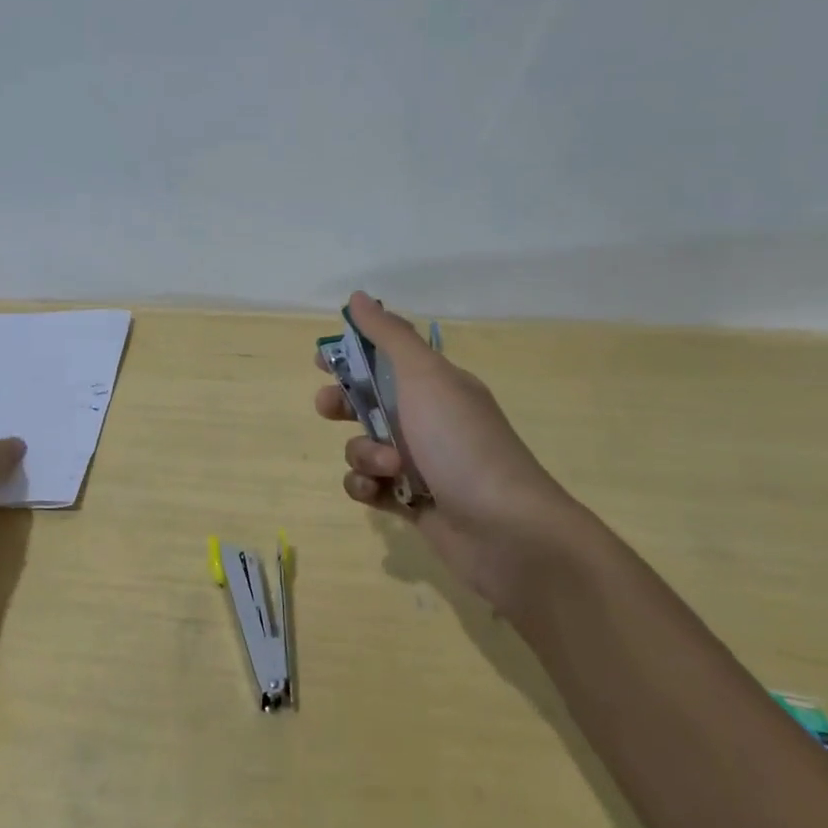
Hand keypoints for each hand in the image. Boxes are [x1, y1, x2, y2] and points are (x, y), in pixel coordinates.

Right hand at [315, 291, 585, 606]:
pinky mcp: (411, 502)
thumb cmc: (462, 442)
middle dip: (342, 404)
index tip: (321, 360)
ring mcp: (419, 464)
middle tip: (328, 408)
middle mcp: (427, 420)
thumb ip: (389, 337)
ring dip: (363, 453)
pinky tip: (378, 493)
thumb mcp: (425, 377)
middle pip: (368, 403)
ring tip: (388, 467)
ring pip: (364, 447)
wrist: (506, 530)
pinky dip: (367, 487)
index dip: (352, 356)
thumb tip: (359, 297)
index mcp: (435, 385)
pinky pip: (370, 486)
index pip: (386, 359)